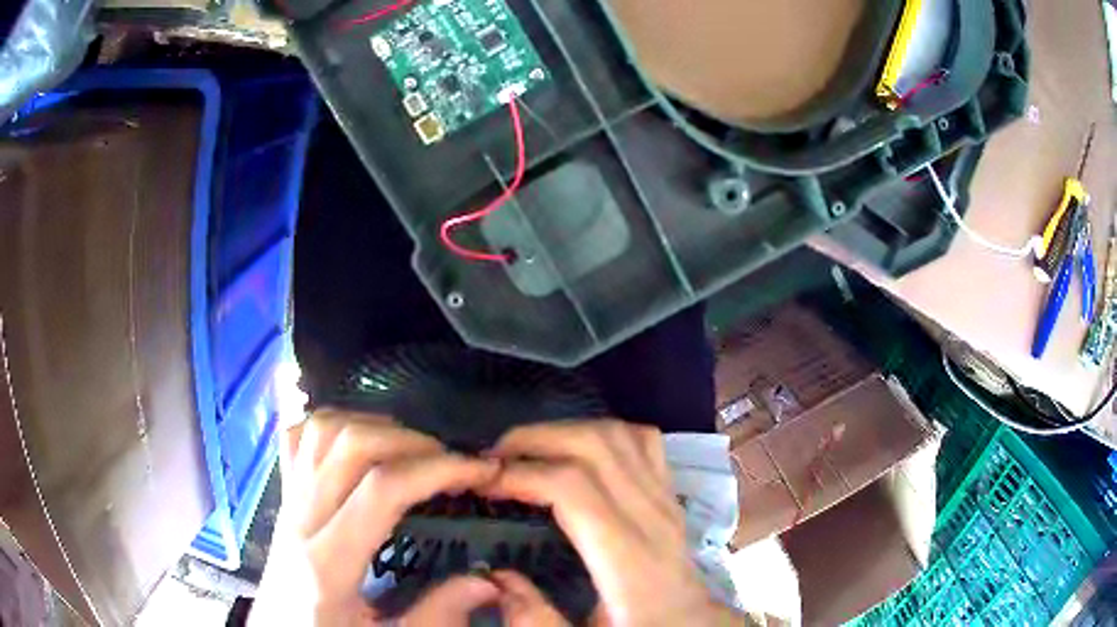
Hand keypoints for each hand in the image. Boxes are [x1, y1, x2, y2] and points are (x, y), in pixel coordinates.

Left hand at [250, 410, 502, 625]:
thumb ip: (435, 615)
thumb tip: (486, 581)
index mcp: (327, 564)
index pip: (380, 490)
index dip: (436, 470)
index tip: (479, 471)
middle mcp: (301, 519)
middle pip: (351, 446)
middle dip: (413, 442)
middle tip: (452, 461)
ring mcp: (287, 500)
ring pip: (321, 430)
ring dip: (374, 426)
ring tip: (413, 448)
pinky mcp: (282, 494)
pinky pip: (297, 438)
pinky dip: (333, 424)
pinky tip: (361, 441)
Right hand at [483, 420, 740, 625]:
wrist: (694, 621)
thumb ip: (537, 619)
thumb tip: (495, 575)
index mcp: (627, 556)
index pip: (573, 487)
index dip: (522, 475)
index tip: (483, 483)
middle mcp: (650, 515)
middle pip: (594, 446)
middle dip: (535, 440)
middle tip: (493, 458)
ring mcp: (665, 497)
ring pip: (618, 435)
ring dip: (564, 431)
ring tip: (526, 450)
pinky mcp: (670, 493)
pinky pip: (643, 442)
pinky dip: (604, 432)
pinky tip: (578, 450)